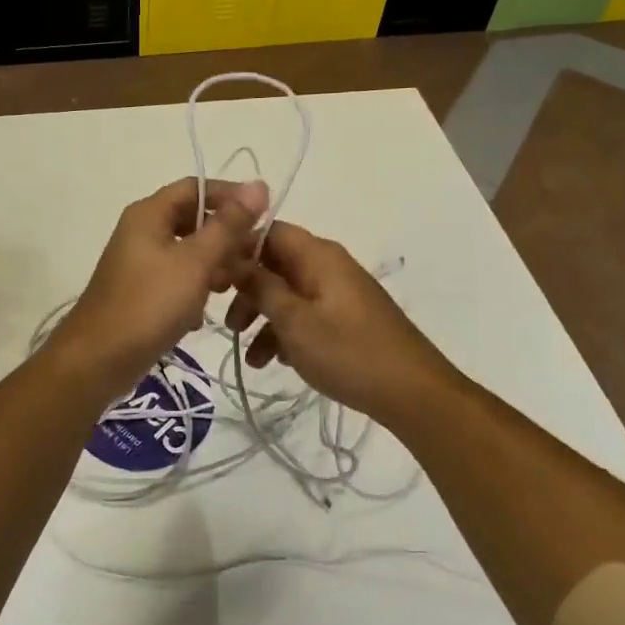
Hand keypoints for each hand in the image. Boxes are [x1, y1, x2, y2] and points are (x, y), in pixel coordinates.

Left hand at [52, 176, 269, 398]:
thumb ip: (228, 225)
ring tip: (234, 287)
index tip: (264, 214)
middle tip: (253, 256)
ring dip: (213, 265)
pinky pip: (176, 278)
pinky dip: (194, 289)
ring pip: (187, 251)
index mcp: (149, 214)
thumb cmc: (149, 304)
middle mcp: (141, 231)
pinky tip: (205, 313)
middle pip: (192, 219)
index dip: (230, 195)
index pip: (195, 186)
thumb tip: (258, 185)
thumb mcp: (195, 262)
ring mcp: (139, 262)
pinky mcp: (141, 291)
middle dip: (225, 236)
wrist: (98, 360)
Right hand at [225, 220, 459, 426]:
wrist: (412, 392)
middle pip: (275, 265)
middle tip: (228, 324)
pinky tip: (276, 362)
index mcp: (317, 255)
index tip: (212, 279)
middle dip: (247, 292)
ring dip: (264, 320)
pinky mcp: (346, 319)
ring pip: (288, 294)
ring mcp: (339, 293)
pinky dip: (287, 333)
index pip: (268, 232)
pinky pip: (306, 314)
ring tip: (250, 357)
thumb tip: (232, 257)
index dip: (237, 250)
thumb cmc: (348, 351)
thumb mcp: (294, 320)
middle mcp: (328, 265)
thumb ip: (260, 286)